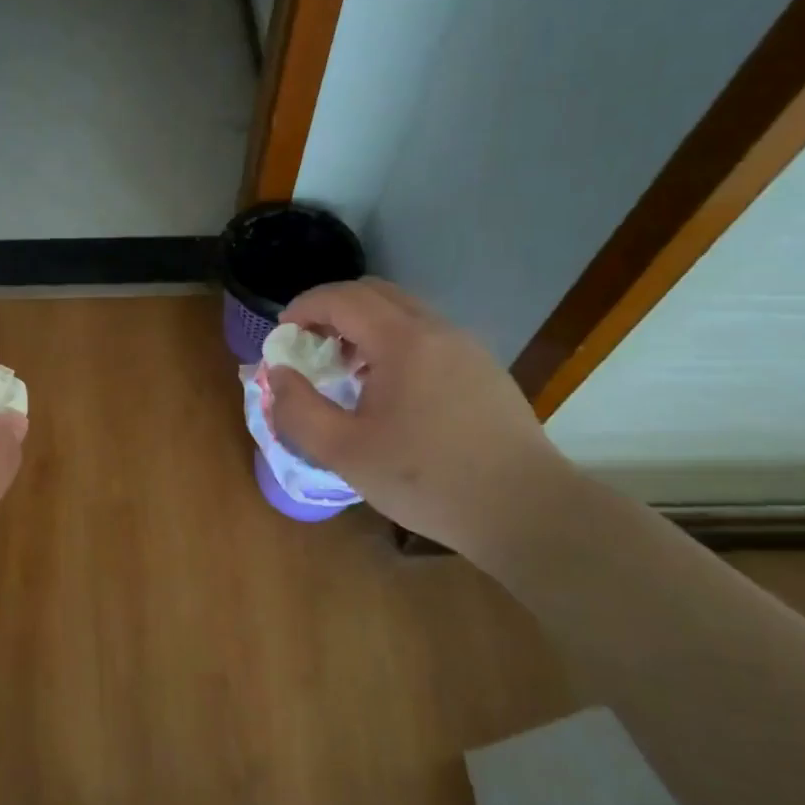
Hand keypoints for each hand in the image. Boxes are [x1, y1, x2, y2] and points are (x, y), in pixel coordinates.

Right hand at [267, 279, 568, 553]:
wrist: (526, 511)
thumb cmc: (427, 480)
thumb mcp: (345, 452)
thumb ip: (298, 410)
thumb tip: (279, 375)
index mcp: (403, 340)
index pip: (342, 298)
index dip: (303, 308)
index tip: (282, 337)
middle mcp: (437, 329)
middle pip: (374, 293)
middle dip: (332, 311)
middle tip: (309, 347)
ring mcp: (466, 346)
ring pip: (403, 312)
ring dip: (363, 327)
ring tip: (346, 371)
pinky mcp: (483, 369)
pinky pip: (427, 335)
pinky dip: (393, 343)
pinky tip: (389, 391)